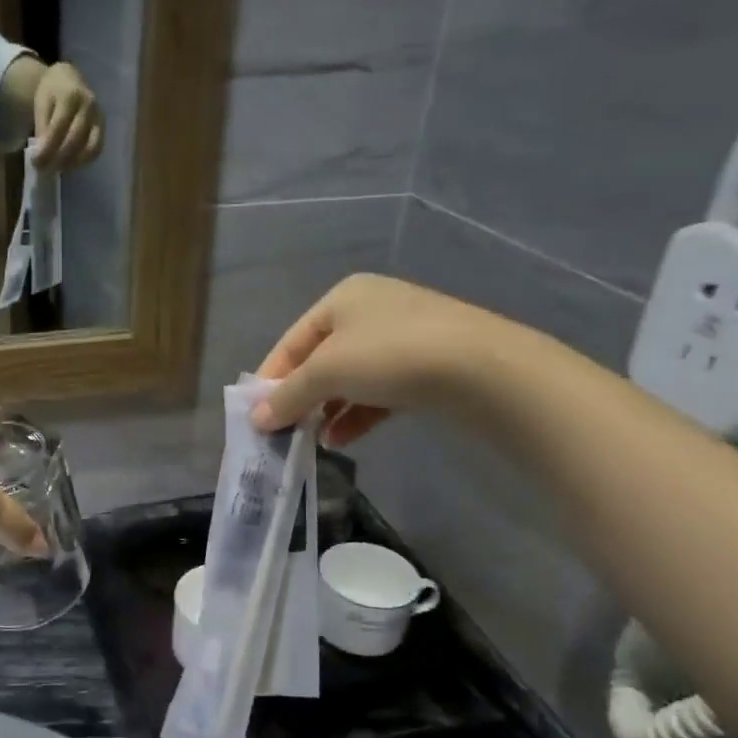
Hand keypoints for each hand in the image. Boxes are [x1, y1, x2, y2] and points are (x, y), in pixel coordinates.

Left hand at [31, 63, 103, 169]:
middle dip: (58, 158)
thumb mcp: (41, 102)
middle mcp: (89, 106)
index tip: (36, 162)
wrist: (70, 78)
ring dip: (72, 163)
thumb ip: (42, 126)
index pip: (58, 128)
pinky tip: (70, 164)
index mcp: (71, 95)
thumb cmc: (52, 91)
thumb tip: (43, 152)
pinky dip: (84, 161)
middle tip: (44, 169)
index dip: (47, 148)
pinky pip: (97, 149)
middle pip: (75, 140)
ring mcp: (99, 117)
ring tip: (57, 168)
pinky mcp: (103, 127)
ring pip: (89, 148)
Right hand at [250, 274, 508, 444]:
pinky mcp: (426, 366)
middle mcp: (372, 310)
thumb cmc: (390, 355)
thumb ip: (288, 394)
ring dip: (327, 409)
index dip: (270, 377)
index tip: (255, 413)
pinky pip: (378, 391)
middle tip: (283, 430)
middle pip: (321, 359)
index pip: (292, 340)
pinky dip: (357, 414)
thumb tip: (257, 419)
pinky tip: (342, 439)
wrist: (482, 369)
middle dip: (301, 396)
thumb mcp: (327, 372)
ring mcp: (403, 338)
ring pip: (350, 378)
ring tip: (312, 439)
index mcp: (343, 297)